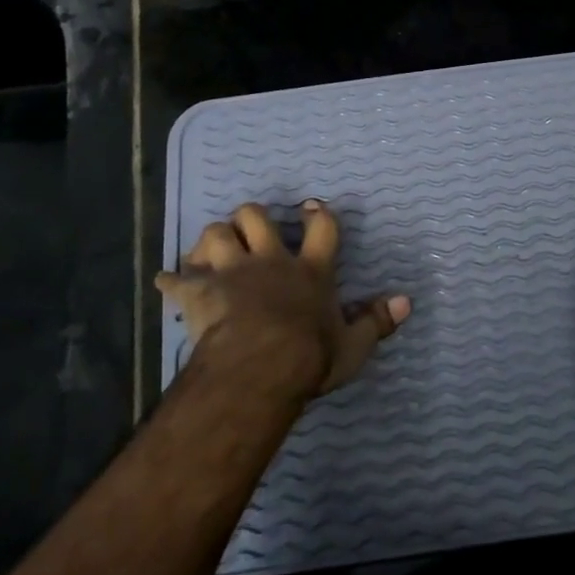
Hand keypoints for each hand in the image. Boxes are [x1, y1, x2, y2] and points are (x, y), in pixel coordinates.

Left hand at [156, 200, 410, 400]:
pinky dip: (172, 280)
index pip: (322, 228)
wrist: (259, 367)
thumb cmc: (309, 357)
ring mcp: (231, 273)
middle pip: (256, 217)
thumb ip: (377, 322)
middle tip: (251, 229)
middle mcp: (270, 261)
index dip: (318, 213)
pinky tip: (167, 282)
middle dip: (251, 217)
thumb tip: (406, 301)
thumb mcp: (353, 346)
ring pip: (215, 233)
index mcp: (310, 271)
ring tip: (212, 250)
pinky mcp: (199, 292)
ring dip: (212, 239)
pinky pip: (177, 278)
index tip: (312, 206)